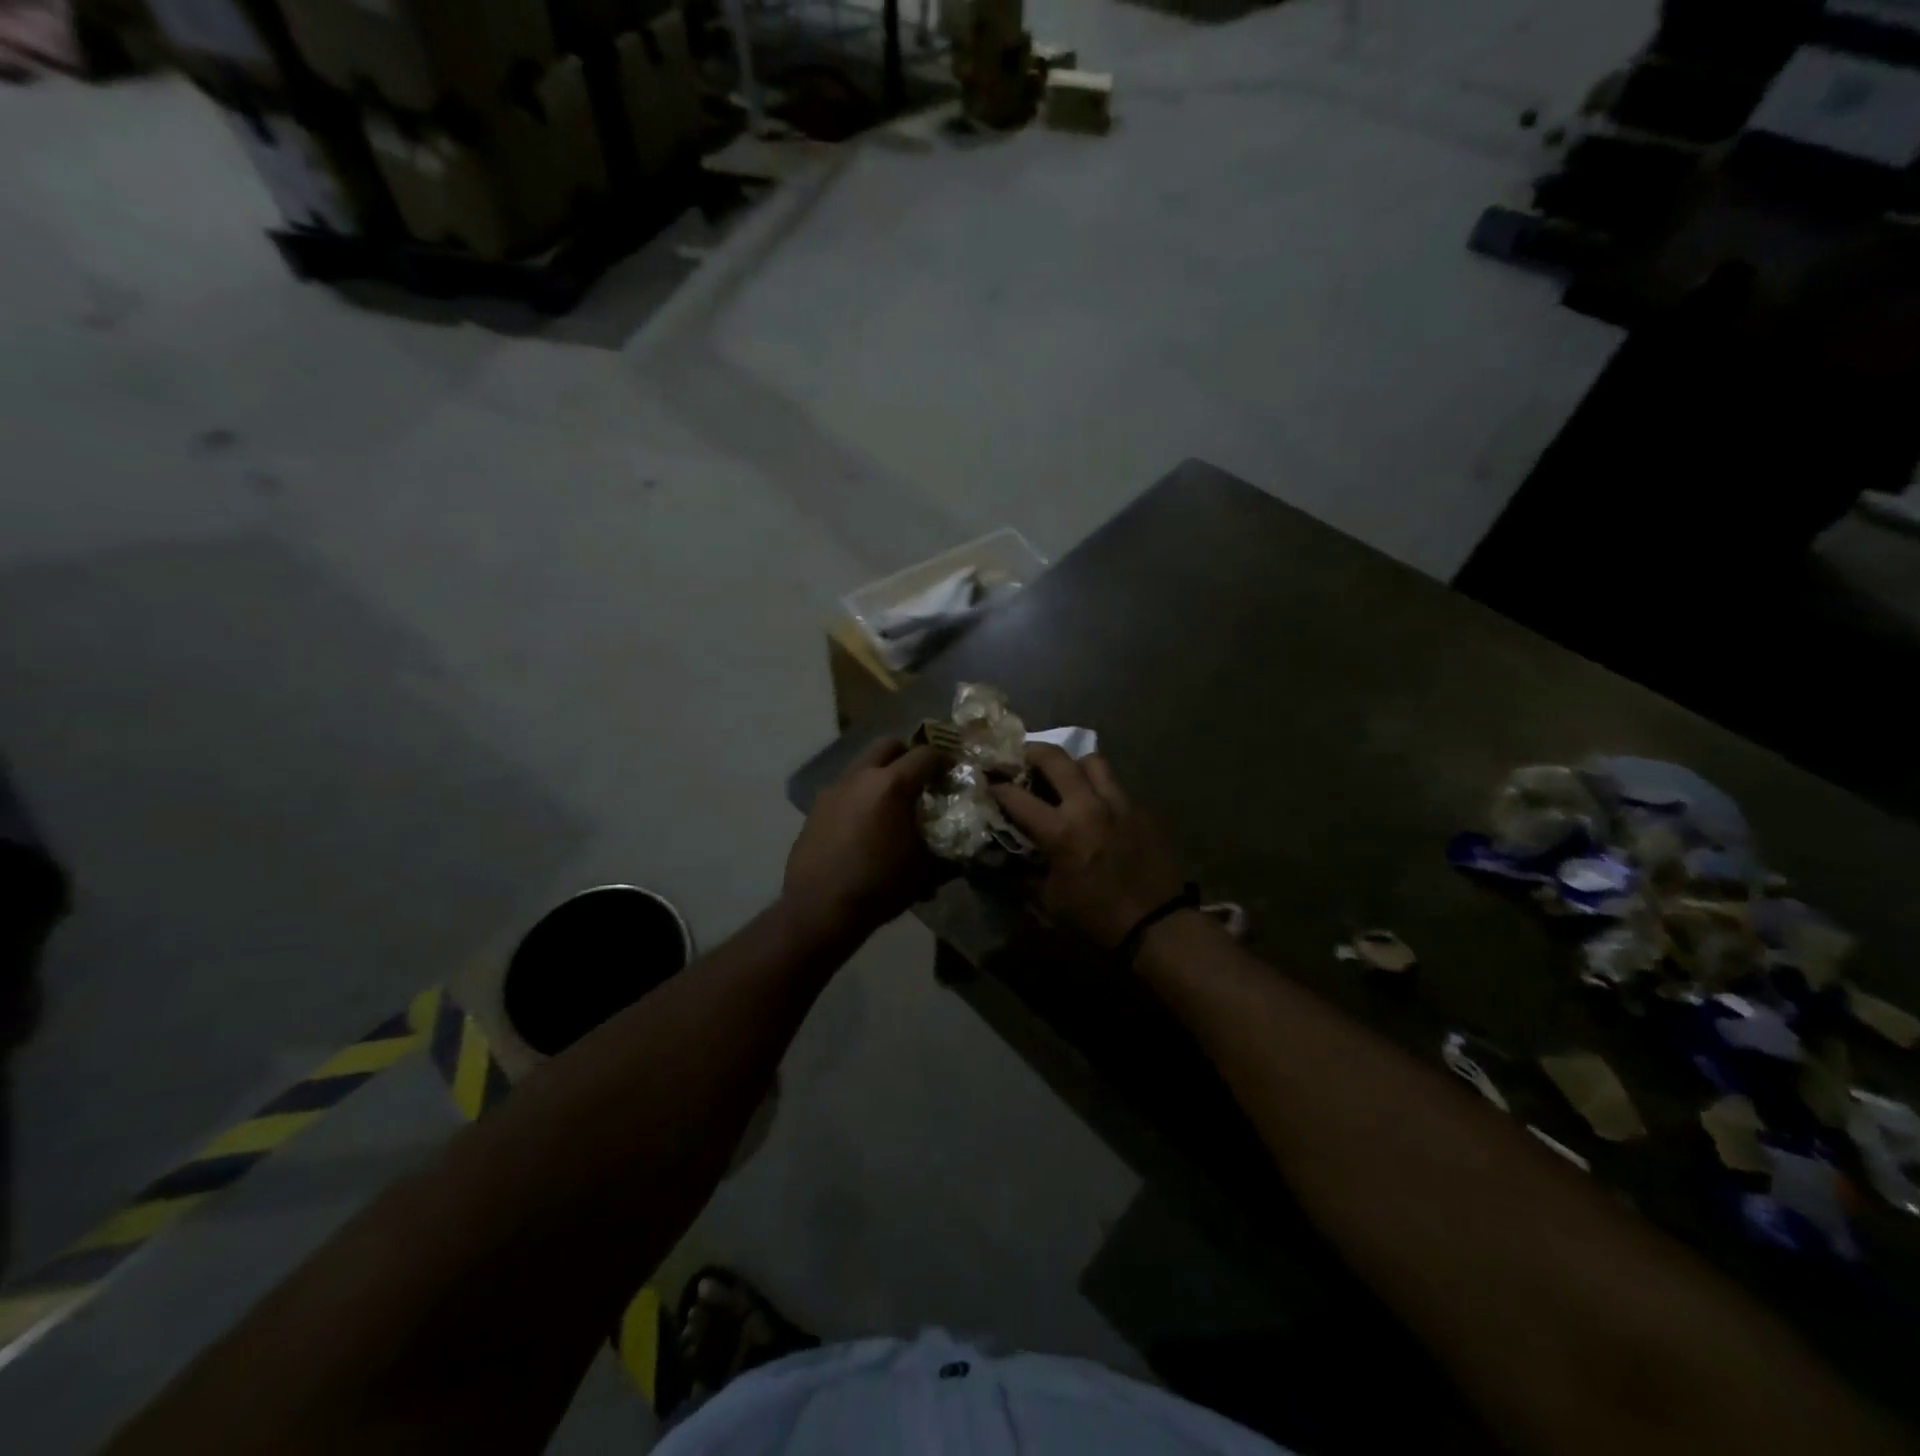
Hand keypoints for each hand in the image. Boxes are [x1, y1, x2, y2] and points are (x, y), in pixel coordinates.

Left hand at [783, 739, 943, 940]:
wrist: (819, 908)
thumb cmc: (879, 886)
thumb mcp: (925, 871)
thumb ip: (949, 852)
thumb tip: (968, 849)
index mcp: (892, 785)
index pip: (926, 754)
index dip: (945, 760)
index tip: (953, 773)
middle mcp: (861, 776)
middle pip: (889, 745)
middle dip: (908, 755)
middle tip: (921, 779)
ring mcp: (835, 788)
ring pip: (863, 763)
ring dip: (881, 772)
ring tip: (892, 802)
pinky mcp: (817, 806)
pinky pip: (845, 787)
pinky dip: (861, 793)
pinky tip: (866, 823)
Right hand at [992, 746, 1185, 950]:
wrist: (1156, 925)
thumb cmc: (1095, 917)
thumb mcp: (1049, 900)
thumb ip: (1022, 874)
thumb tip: (1000, 860)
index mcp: (1061, 831)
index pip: (1017, 796)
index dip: (997, 786)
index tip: (989, 781)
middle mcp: (1089, 806)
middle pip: (1056, 757)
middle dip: (1032, 752)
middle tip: (1021, 758)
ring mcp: (1119, 803)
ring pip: (1092, 761)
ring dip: (1072, 765)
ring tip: (1064, 777)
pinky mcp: (1140, 809)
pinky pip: (1114, 784)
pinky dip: (1098, 787)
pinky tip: (1094, 806)